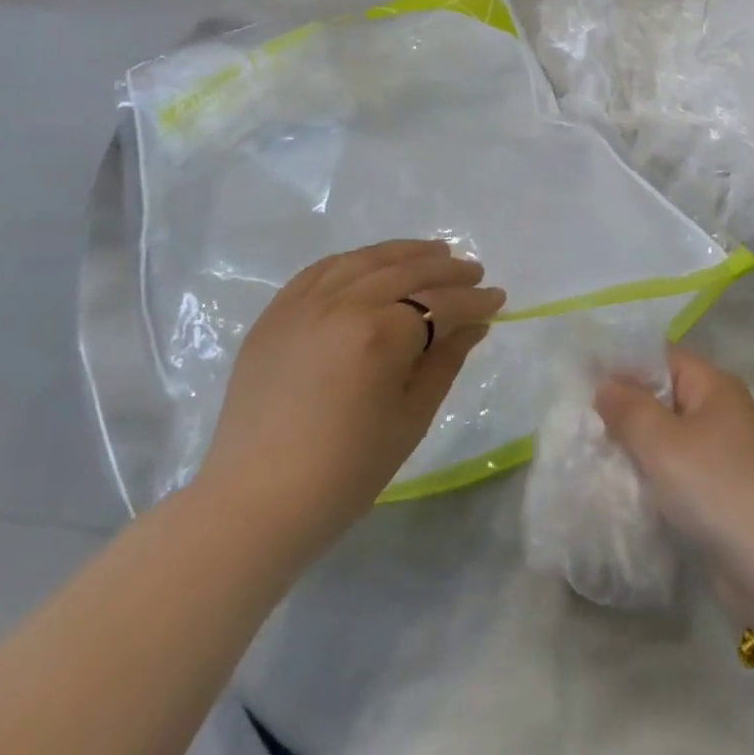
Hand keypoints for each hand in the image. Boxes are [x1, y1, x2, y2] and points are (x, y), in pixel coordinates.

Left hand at [196, 239, 504, 548]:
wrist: (255, 502)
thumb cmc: (346, 471)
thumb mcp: (411, 417)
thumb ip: (445, 361)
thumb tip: (474, 325)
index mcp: (381, 333)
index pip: (441, 304)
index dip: (474, 301)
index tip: (498, 298)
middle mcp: (343, 304)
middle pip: (407, 271)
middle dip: (447, 270)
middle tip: (473, 272)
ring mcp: (304, 304)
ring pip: (365, 261)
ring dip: (405, 253)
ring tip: (434, 252)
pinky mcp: (276, 314)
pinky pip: (321, 270)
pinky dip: (355, 261)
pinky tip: (373, 263)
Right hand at [596, 350, 753, 624]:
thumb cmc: (717, 486)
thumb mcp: (664, 442)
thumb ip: (629, 409)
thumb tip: (604, 385)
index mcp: (713, 385)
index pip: (661, 357)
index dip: (622, 363)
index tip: (580, 376)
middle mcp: (719, 411)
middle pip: (662, 396)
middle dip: (623, 406)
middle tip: (575, 416)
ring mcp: (720, 453)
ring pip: (665, 436)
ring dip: (633, 444)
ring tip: (587, 449)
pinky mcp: (716, 491)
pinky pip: (674, 470)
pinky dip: (649, 474)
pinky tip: (616, 484)